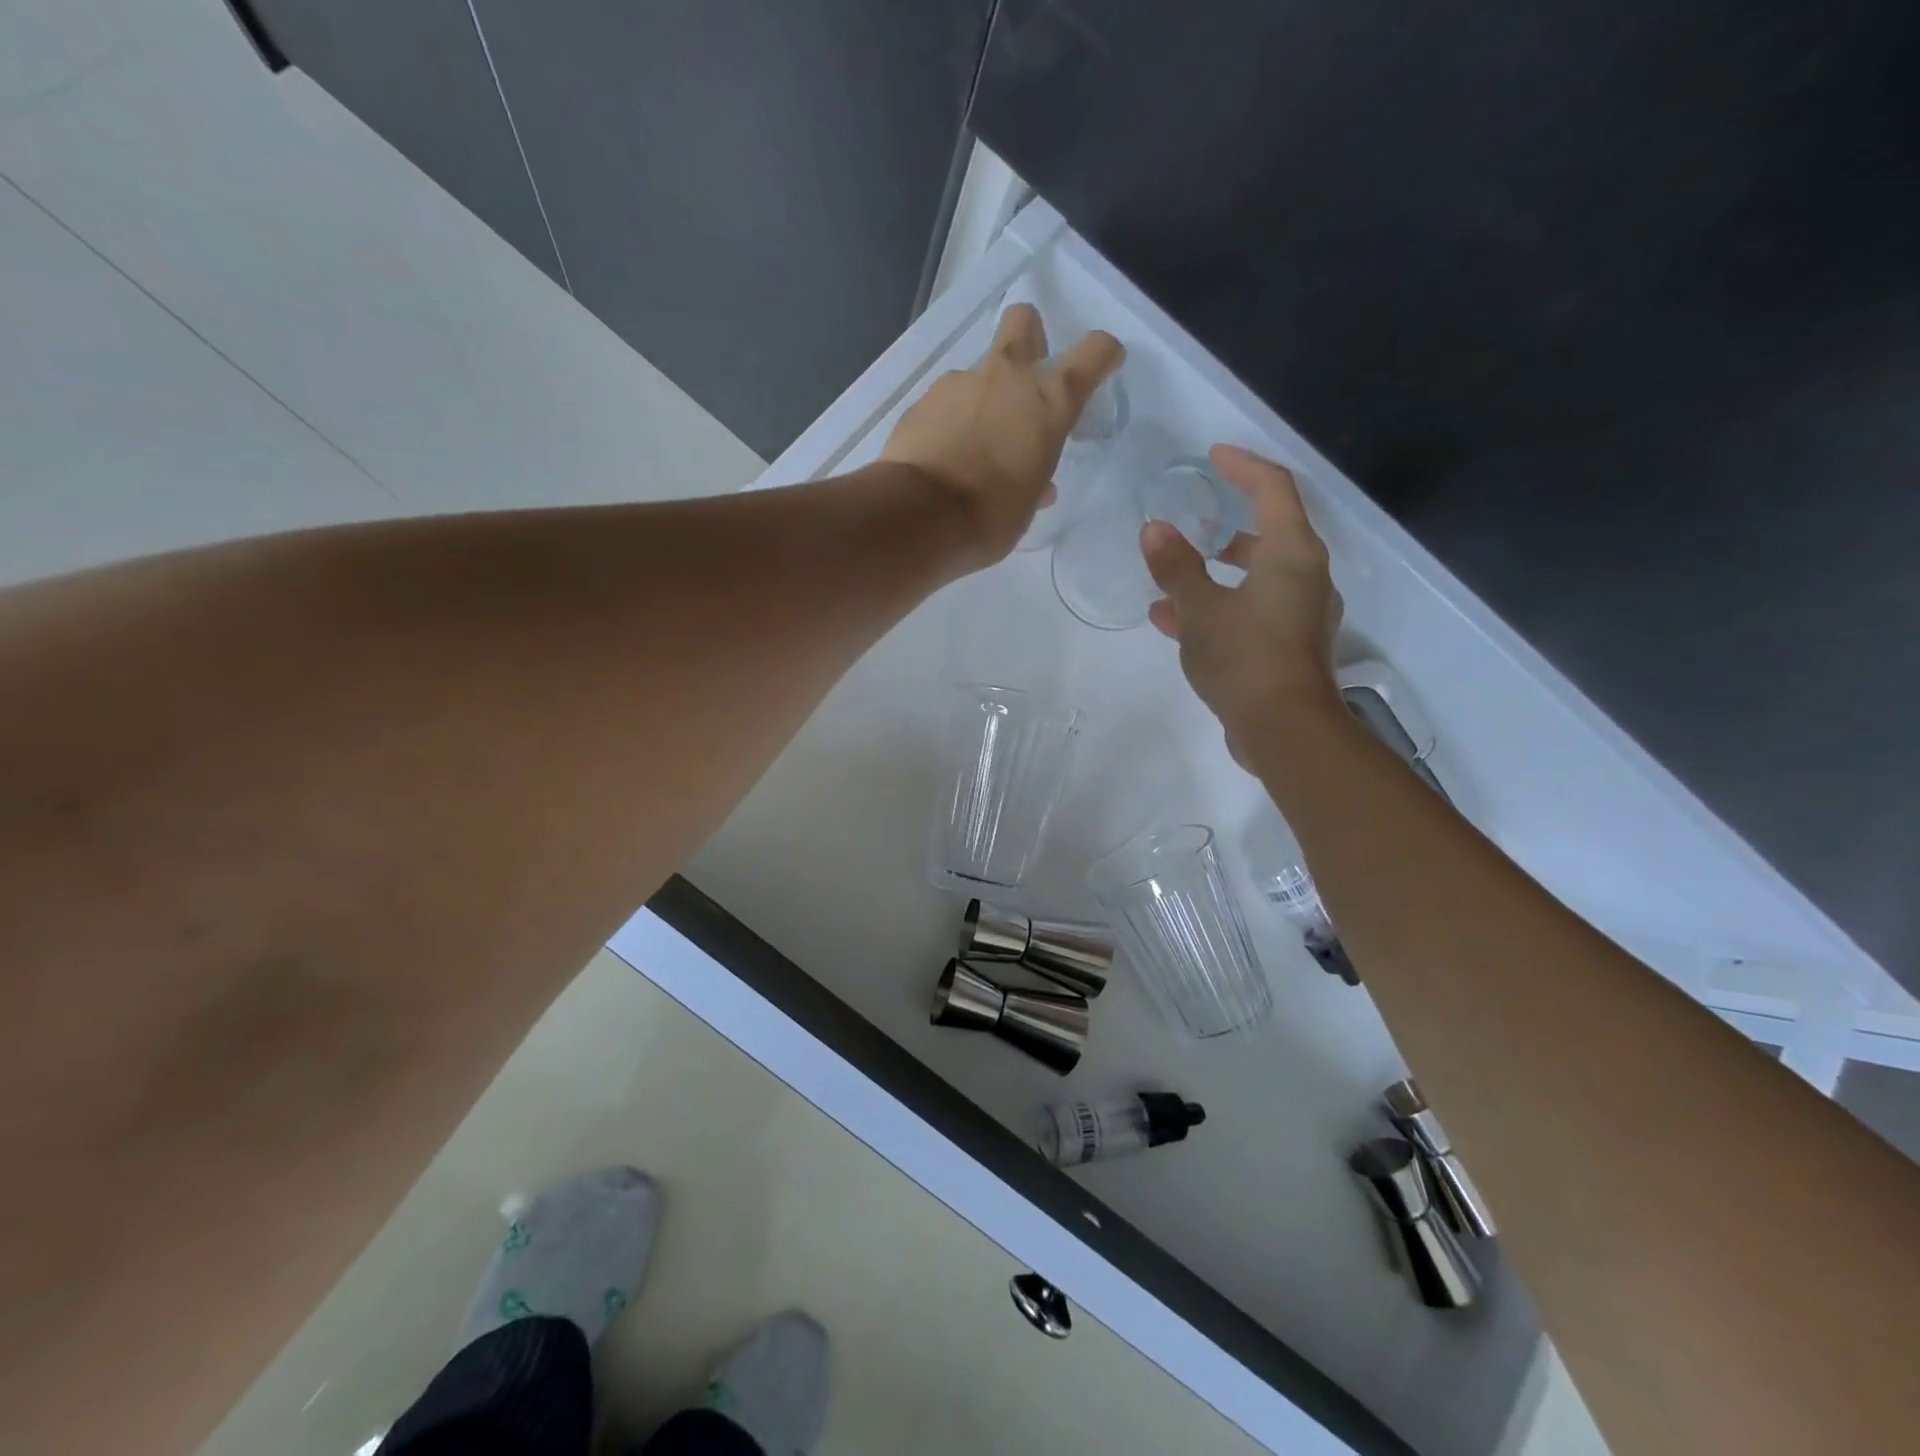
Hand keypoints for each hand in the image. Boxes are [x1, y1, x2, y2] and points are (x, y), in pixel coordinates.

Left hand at [881, 304, 1122, 566]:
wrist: (919, 517)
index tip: (1105, 362)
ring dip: (981, 400)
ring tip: (971, 446)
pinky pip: (945, 404)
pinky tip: (942, 457)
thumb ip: (1034, 482)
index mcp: (1048, 401)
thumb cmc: (990, 518)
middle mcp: (1007, 378)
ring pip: (978, 375)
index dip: (1102, 354)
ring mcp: (959, 384)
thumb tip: (1037, 486)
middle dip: (1029, 338)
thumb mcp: (1026, 506)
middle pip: (1023, 322)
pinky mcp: (921, 402)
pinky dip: (949, 423)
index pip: (1092, 354)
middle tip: (1025, 380)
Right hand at [1142, 445, 1345, 765]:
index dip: (1243, 466)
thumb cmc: (1245, 658)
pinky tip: (1177, 624)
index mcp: (1292, 554)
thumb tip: (1155, 529)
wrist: (1285, 730)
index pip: (1273, 489)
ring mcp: (1301, 614)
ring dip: (1217, 574)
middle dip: (1228, 526)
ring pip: (1258, 577)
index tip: (1214, 456)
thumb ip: (1176, 567)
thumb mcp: (1199, 610)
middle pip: (1270, 534)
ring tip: (1173, 582)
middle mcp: (1306, 577)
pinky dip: (1220, 607)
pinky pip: (1253, 611)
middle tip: (1194, 523)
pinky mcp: (1290, 646)